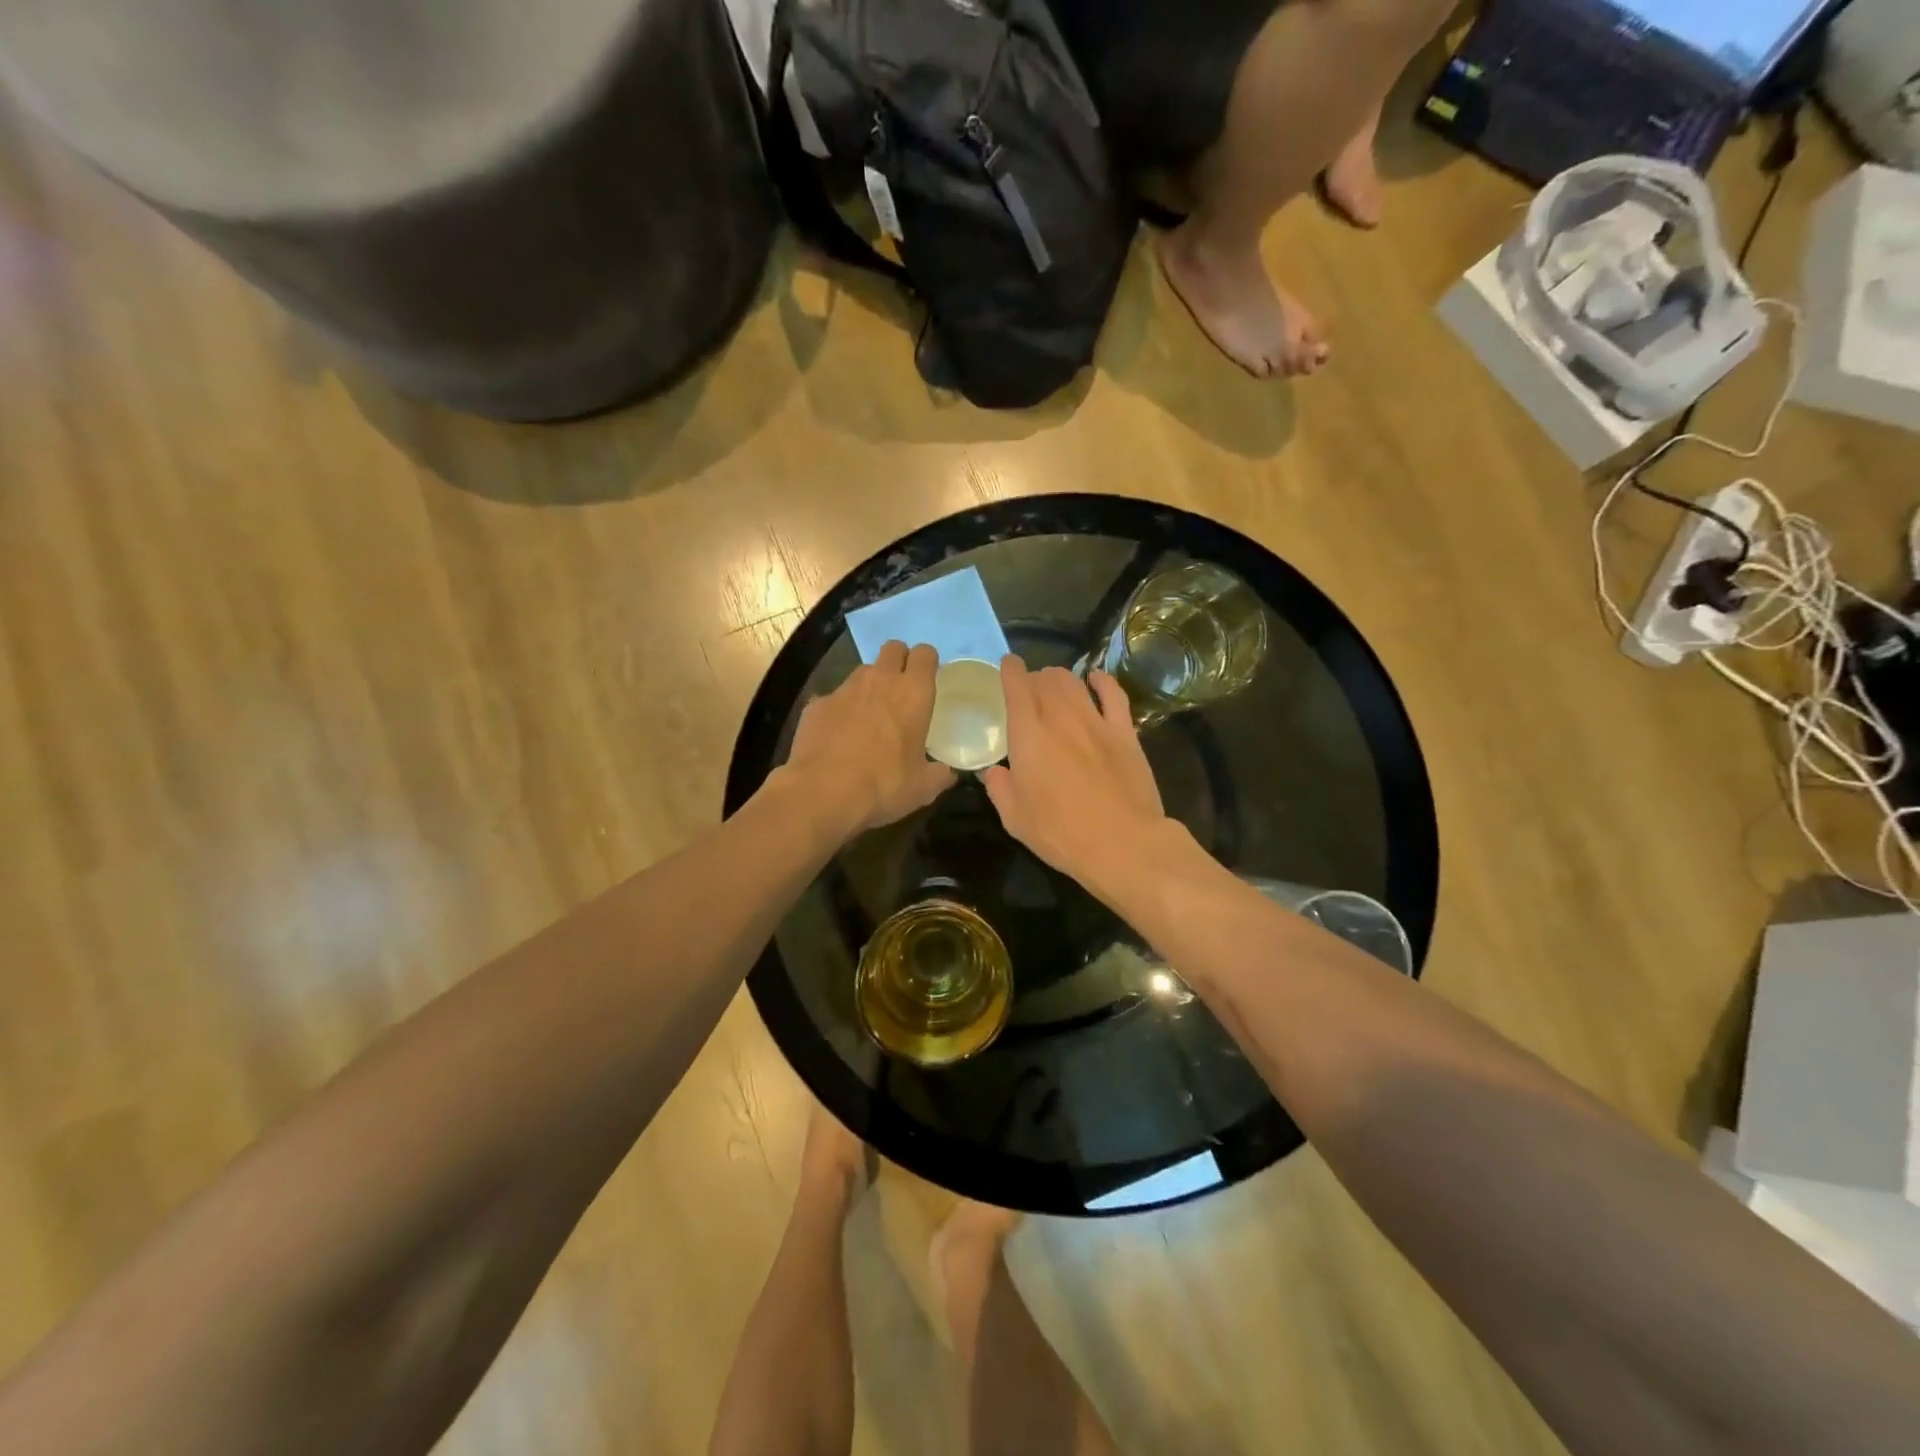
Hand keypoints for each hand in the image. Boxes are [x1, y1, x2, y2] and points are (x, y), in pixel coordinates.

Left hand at [783, 641, 955, 835]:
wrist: (822, 792)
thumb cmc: (884, 785)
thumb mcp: (923, 787)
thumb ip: (939, 774)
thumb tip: (946, 772)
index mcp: (913, 693)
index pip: (925, 653)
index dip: (927, 662)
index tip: (927, 679)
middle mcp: (879, 680)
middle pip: (893, 648)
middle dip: (898, 661)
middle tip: (900, 690)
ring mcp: (844, 689)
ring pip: (863, 671)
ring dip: (870, 685)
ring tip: (869, 716)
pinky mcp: (817, 703)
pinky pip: (834, 698)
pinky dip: (840, 710)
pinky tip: (838, 737)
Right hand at [982, 658, 1168, 890]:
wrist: (1122, 844)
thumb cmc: (1061, 834)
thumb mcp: (1014, 818)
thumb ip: (999, 787)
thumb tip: (992, 770)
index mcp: (1028, 736)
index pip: (1016, 687)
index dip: (1010, 670)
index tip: (1006, 666)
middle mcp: (1060, 718)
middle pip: (1045, 680)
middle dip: (1033, 678)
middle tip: (1028, 690)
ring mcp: (1096, 722)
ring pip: (1074, 682)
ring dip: (1060, 678)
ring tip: (1054, 685)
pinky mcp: (1125, 732)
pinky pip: (1113, 694)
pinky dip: (1102, 681)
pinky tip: (1095, 679)